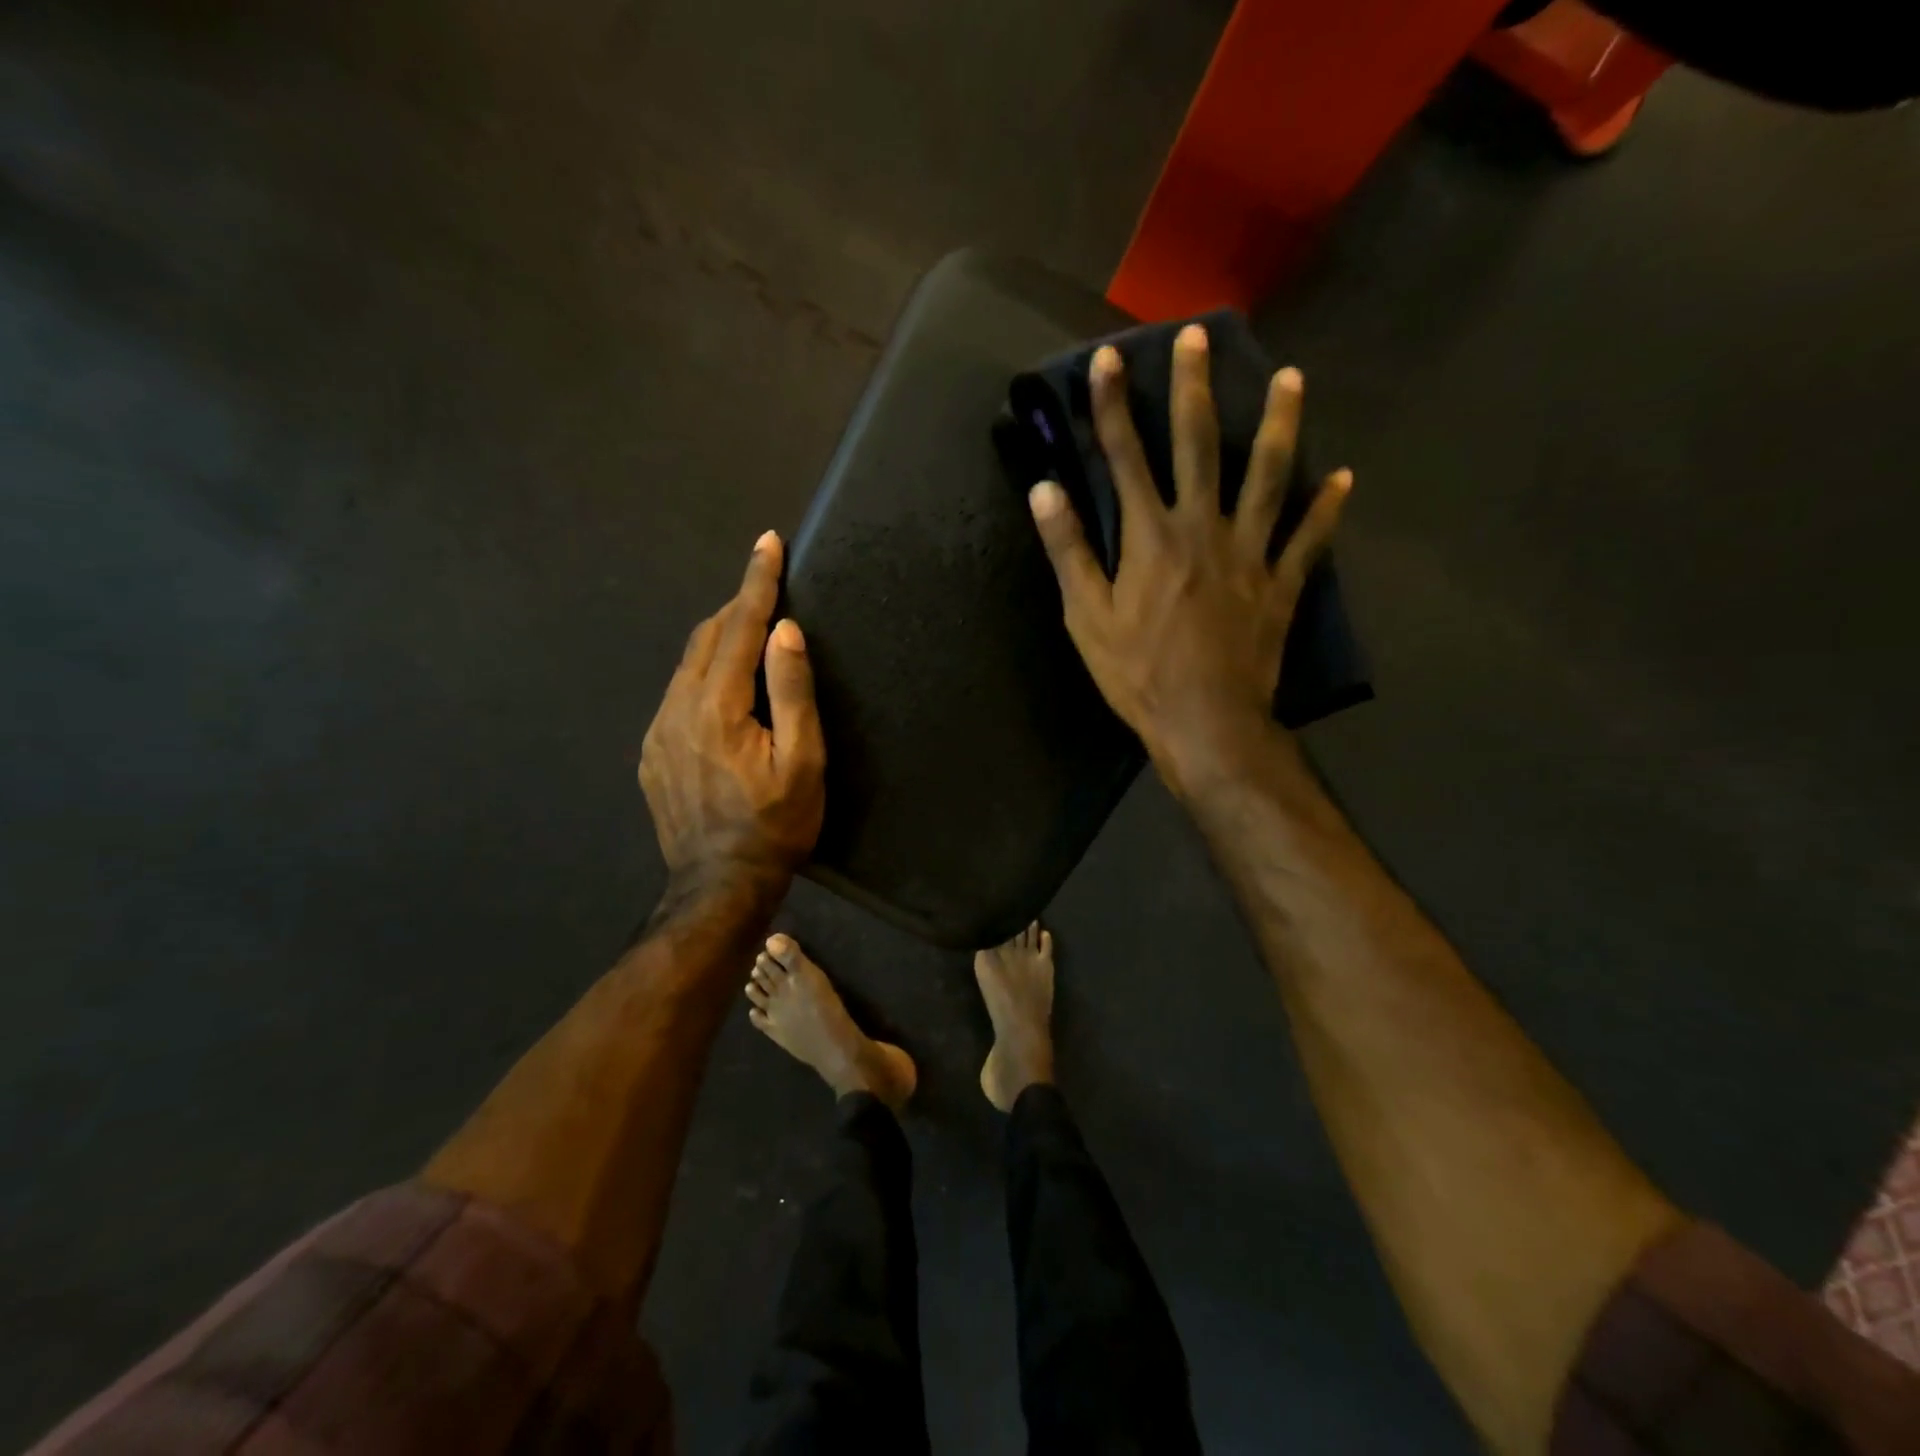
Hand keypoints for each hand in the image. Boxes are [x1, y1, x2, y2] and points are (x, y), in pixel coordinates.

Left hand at [640, 532, 825, 898]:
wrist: (719, 886)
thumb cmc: (775, 826)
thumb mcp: (803, 762)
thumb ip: (792, 692)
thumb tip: (785, 631)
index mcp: (717, 705)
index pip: (740, 626)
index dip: (757, 581)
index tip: (767, 542)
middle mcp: (677, 708)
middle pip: (707, 637)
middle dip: (738, 606)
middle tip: (768, 589)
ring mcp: (657, 731)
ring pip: (688, 664)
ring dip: (721, 640)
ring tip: (752, 636)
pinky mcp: (652, 753)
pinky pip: (677, 694)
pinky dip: (704, 674)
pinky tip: (724, 692)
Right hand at [1027, 325, 1350, 789]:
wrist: (1205, 723)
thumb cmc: (1138, 674)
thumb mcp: (1086, 618)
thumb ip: (1069, 550)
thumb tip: (1044, 490)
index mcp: (1149, 537)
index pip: (1124, 457)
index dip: (1111, 406)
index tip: (1107, 359)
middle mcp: (1201, 528)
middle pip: (1197, 446)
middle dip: (1192, 388)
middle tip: (1198, 335)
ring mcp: (1249, 553)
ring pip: (1268, 476)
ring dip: (1278, 424)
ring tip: (1291, 378)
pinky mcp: (1280, 584)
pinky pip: (1308, 539)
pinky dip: (1326, 508)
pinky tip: (1343, 477)